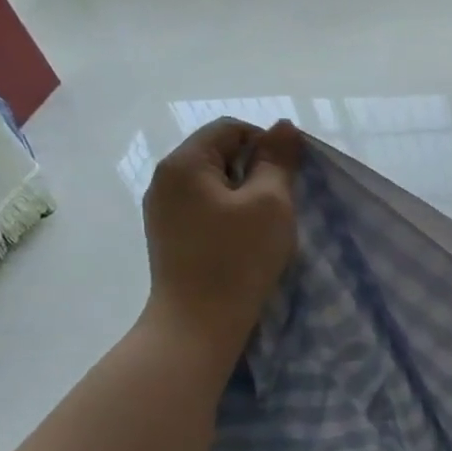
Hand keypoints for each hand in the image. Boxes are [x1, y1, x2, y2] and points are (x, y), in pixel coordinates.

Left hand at [140, 119, 301, 343]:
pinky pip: (204, 209)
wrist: (198, 324)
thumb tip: (283, 126)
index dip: (266, 144)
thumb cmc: (238, 258)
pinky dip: (228, 216)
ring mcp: (162, 211)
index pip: (231, 129)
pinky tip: (244, 242)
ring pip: (213, 184)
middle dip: (255, 171)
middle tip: (281, 204)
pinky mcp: (168, 237)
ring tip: (264, 226)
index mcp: (183, 163)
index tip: (289, 178)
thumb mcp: (270, 203)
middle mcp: (164, 180)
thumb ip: (278, 160)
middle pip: (219, 155)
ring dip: (244, 196)